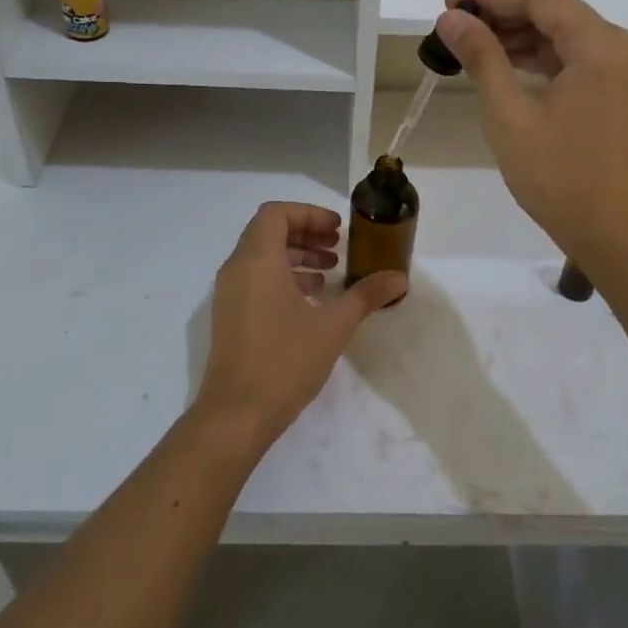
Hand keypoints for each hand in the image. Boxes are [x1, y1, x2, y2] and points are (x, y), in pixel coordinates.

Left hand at [196, 202, 406, 443]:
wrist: (237, 413)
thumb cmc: (285, 361)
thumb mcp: (333, 326)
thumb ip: (366, 296)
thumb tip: (399, 278)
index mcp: (257, 260)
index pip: (276, 213)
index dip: (309, 214)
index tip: (337, 230)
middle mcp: (237, 269)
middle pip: (268, 232)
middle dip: (305, 233)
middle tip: (337, 247)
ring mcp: (228, 294)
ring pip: (261, 257)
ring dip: (295, 257)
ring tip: (330, 274)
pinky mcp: (228, 316)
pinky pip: (254, 280)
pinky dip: (282, 278)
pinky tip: (311, 301)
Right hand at [434, 0, 627, 261]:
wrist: (617, 235)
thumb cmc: (560, 177)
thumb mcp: (509, 116)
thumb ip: (482, 58)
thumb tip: (452, 19)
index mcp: (600, 46)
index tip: (449, 6)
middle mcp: (621, 49)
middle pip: (557, 13)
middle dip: (504, 16)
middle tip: (454, 29)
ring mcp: (627, 75)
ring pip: (567, 39)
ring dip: (521, 39)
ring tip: (472, 49)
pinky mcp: (623, 98)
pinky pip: (579, 64)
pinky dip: (542, 62)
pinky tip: (508, 73)